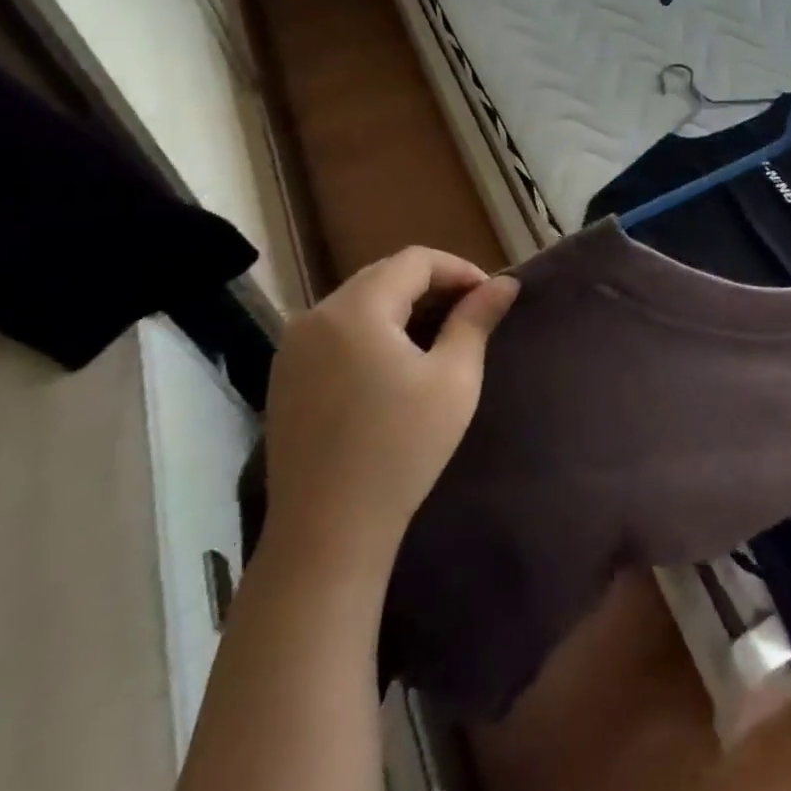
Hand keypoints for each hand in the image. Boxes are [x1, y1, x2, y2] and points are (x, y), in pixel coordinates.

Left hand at [262, 249, 519, 580]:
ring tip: (439, 334)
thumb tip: (505, 283)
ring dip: (402, 305)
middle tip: (470, 312)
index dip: (459, 269)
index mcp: (356, 310)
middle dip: (432, 284)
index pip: (415, 260)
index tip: (490, 296)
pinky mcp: (285, 376)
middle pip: (383, 275)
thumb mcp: (454, 379)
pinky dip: (373, 329)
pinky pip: (336, 330)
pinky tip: (395, 361)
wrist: (328, 530)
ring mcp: (292, 347)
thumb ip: (476, 320)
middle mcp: (315, 316)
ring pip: (358, 301)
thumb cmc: (402, 448)